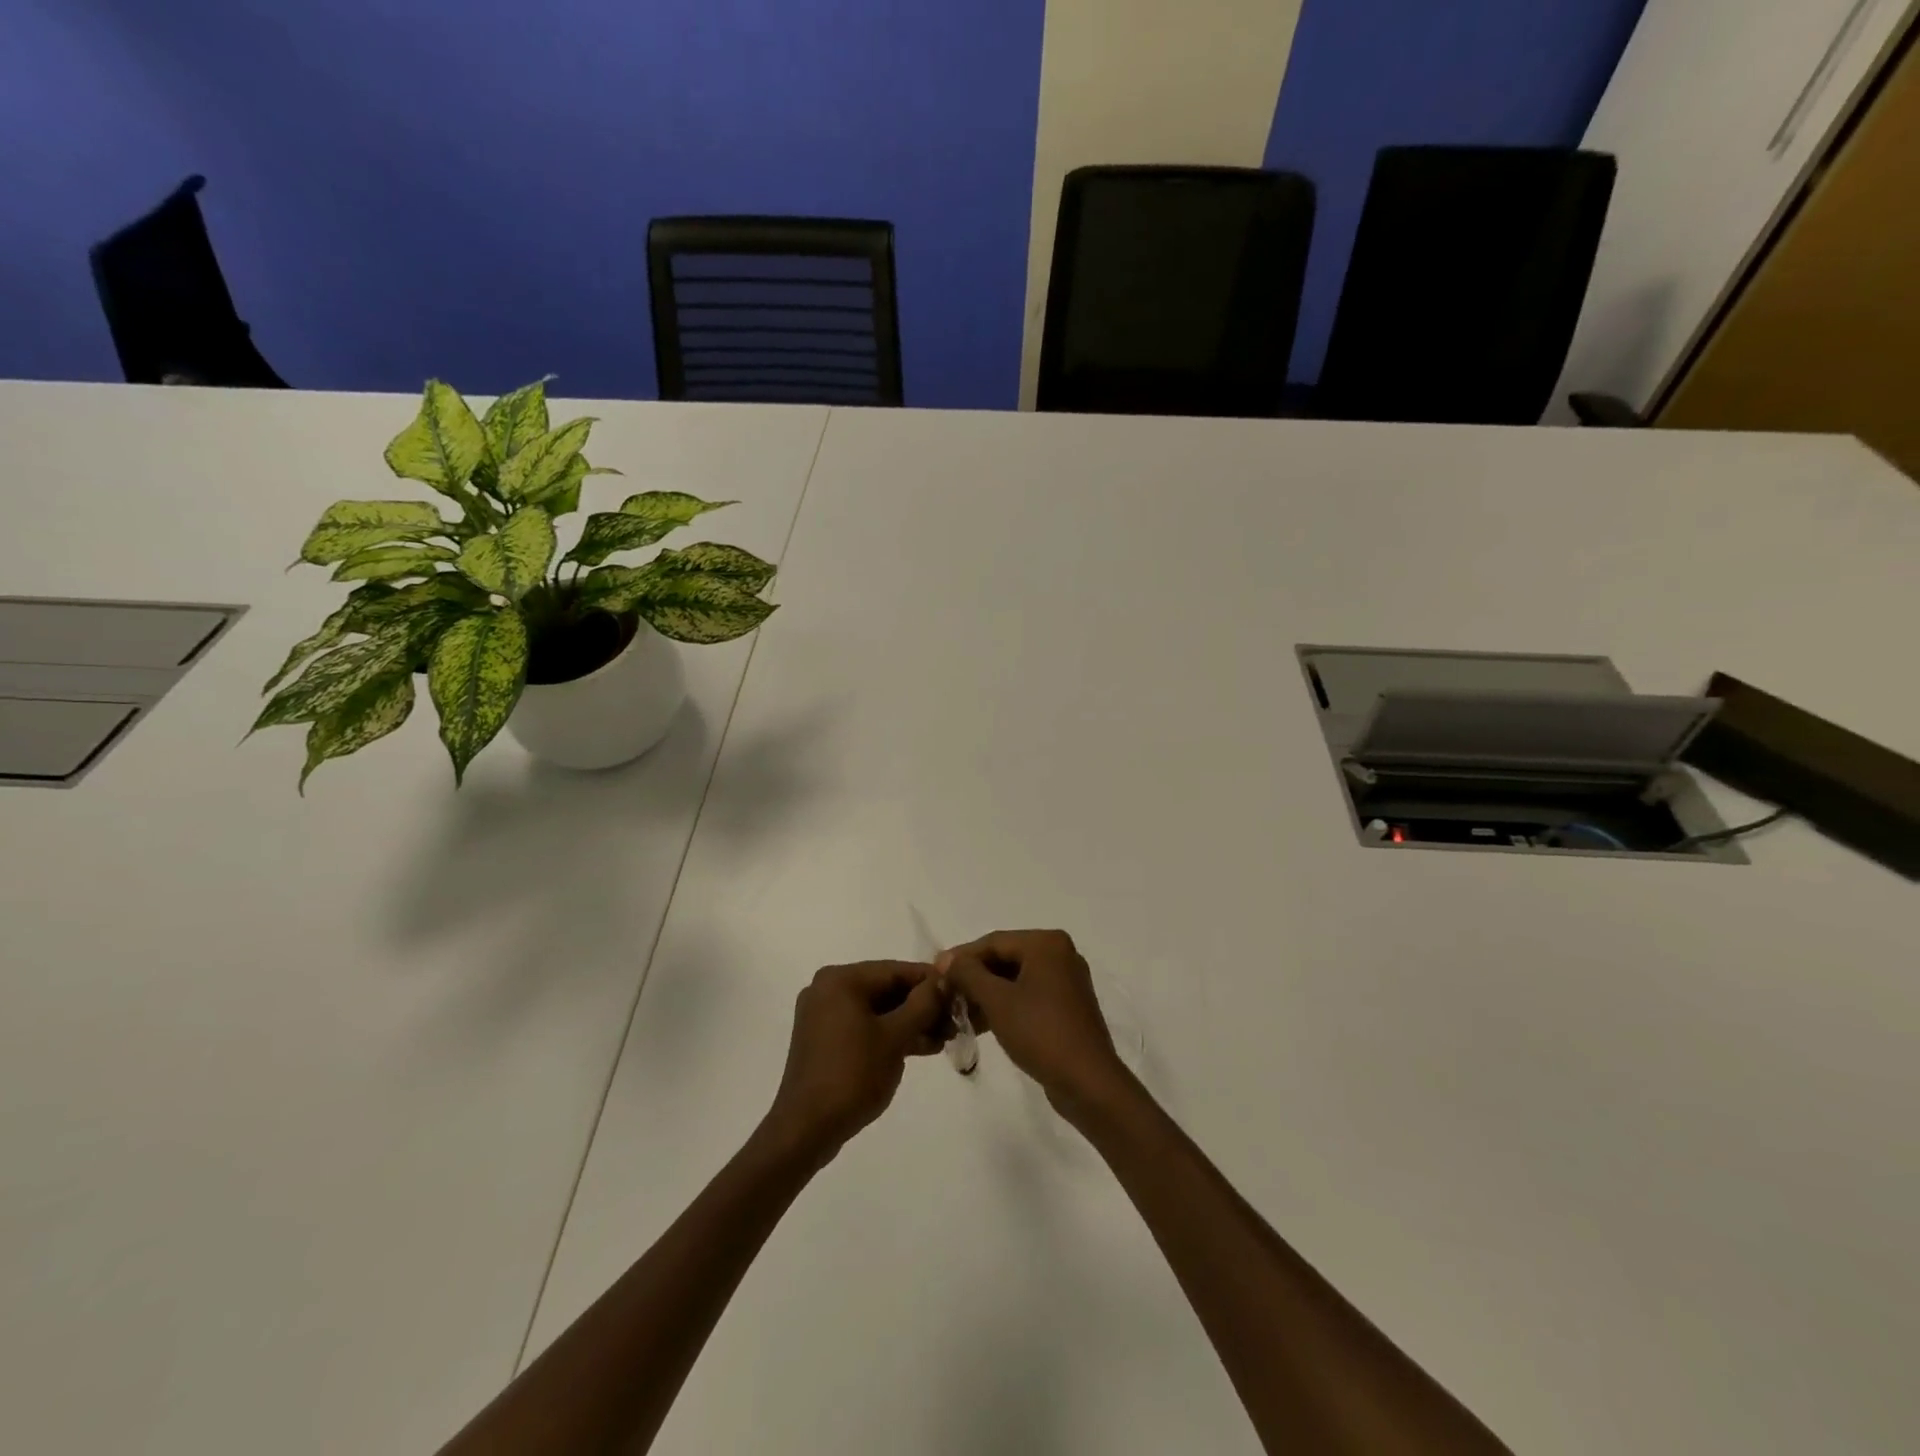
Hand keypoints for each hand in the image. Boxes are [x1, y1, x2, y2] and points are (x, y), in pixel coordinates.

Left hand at [764, 961, 947, 1163]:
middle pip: (886, 988)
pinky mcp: (824, 1039)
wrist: (807, 1128)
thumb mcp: (895, 1037)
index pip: (896, 970)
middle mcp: (828, 989)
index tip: (959, 994)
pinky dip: (889, 1034)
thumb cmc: (853, 1074)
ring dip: (909, 1022)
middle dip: (921, 1006)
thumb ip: (922, 1004)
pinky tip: (921, 1047)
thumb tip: (942, 981)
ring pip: (877, 1010)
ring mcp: (824, 1015)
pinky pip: (864, 1026)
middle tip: (954, 1021)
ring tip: (943, 1039)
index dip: (930, 982)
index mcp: (841, 979)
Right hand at [938, 930, 1132, 1126]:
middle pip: (1005, 958)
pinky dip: (1005, 1005)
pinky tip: (980, 1023)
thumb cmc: (1040, 1032)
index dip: (961, 957)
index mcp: (1046, 944)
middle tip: (944, 993)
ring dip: (986, 993)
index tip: (934, 973)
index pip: (994, 942)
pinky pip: (1028, 995)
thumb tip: (945, 959)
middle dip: (973, 977)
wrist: (1088, 1082)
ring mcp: (1066, 981)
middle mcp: (1060, 954)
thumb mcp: (997, 1001)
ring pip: (1015, 979)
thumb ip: (968, 974)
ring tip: (956, 1011)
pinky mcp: (1067, 1007)